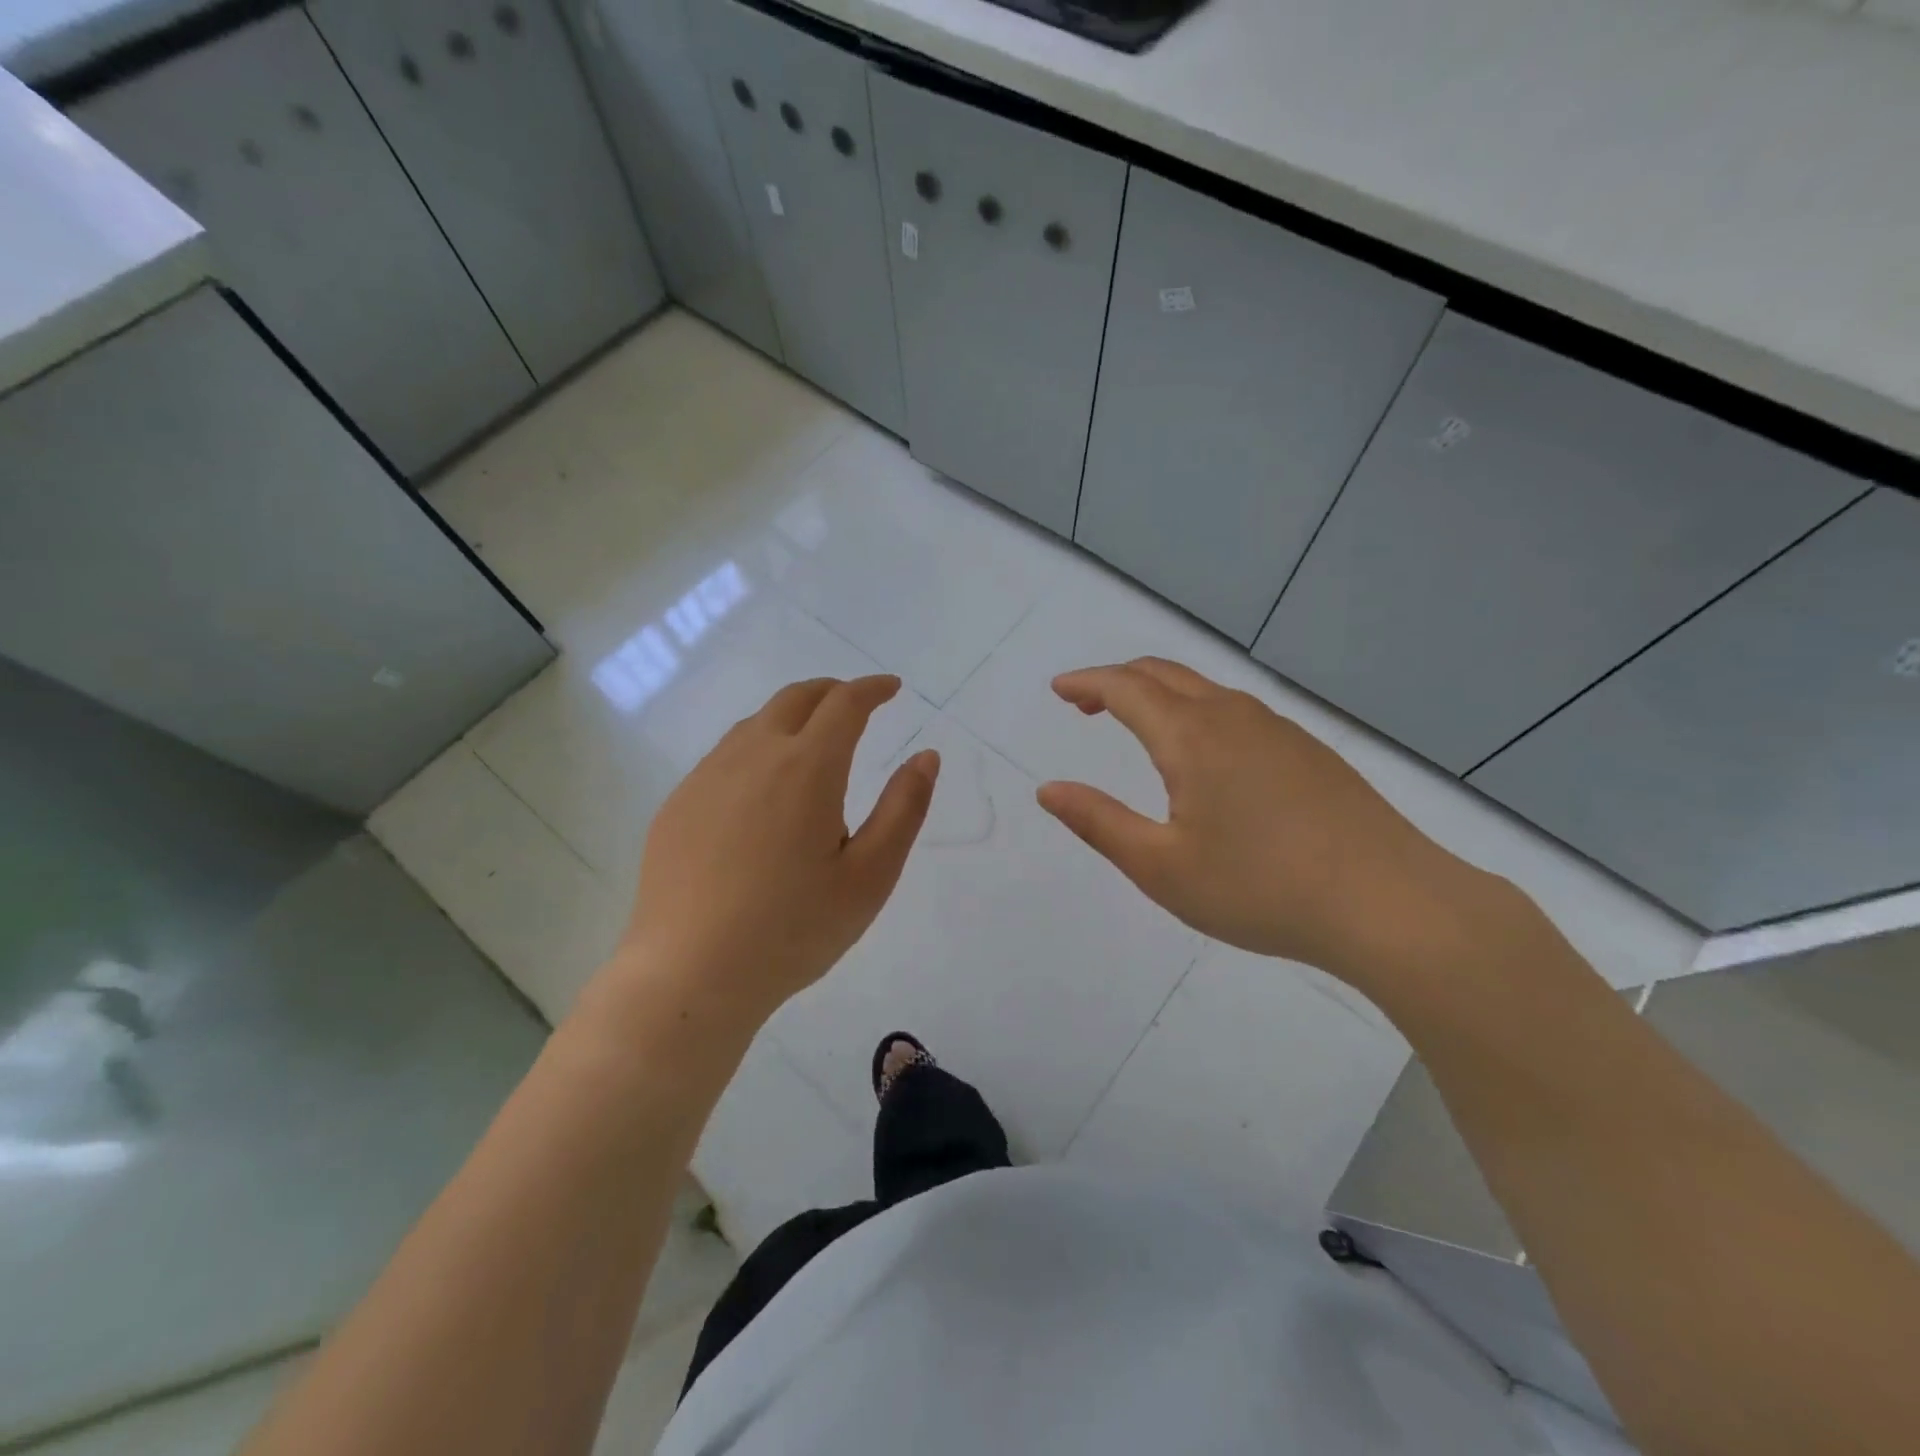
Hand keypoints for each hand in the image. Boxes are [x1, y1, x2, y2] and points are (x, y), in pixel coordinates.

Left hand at [599, 675, 937, 1038]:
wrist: (690, 974)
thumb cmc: (793, 930)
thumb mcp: (870, 876)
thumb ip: (904, 808)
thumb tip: (926, 756)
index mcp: (807, 767)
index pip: (845, 703)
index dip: (873, 688)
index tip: (892, 689)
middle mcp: (753, 755)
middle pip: (795, 698)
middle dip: (832, 691)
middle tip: (856, 703)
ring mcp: (707, 777)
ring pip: (756, 723)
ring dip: (792, 717)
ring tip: (813, 742)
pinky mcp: (678, 804)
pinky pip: (725, 755)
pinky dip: (757, 747)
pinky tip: (762, 788)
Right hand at [1036, 658, 1491, 987]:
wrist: (1390, 904)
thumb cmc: (1262, 888)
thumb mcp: (1162, 867)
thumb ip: (1099, 822)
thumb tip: (1048, 790)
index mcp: (1191, 736)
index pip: (1125, 688)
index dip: (1086, 683)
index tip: (1059, 689)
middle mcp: (1233, 716)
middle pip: (1164, 674)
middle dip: (1118, 681)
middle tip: (1086, 705)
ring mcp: (1278, 729)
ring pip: (1204, 689)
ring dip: (1159, 694)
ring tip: (1137, 724)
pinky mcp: (1309, 750)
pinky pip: (1236, 710)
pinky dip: (1197, 711)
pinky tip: (1204, 754)